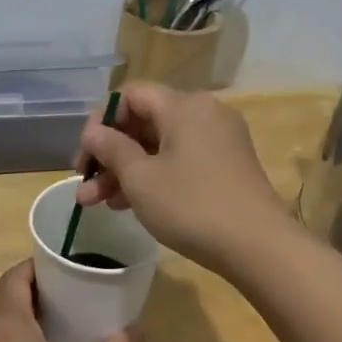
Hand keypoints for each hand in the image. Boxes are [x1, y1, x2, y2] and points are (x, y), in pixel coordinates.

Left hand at [0, 260, 134, 341]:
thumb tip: (138, 329)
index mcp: (7, 324)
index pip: (14, 276)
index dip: (36, 266)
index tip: (61, 267)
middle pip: (2, 297)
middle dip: (29, 290)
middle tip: (64, 295)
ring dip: (17, 316)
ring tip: (51, 324)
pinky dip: (7, 340)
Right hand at [74, 83, 291, 271]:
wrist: (257, 245)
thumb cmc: (192, 206)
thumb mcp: (141, 179)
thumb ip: (112, 149)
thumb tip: (94, 132)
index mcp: (184, 106)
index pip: (131, 95)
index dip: (101, 121)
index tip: (85, 156)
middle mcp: (204, 114)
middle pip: (145, 122)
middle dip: (110, 154)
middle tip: (84, 186)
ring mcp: (219, 141)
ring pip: (160, 147)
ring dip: (126, 171)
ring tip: (97, 204)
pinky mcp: (226, 166)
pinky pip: (180, 161)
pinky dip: (154, 177)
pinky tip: (129, 205)